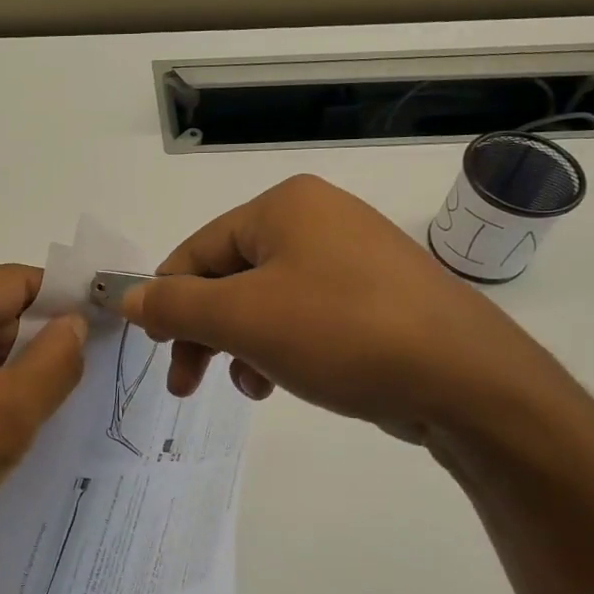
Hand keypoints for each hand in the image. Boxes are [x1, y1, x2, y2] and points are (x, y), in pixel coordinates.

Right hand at [121, 175, 562, 443]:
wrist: (466, 380)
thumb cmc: (340, 333)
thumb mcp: (242, 319)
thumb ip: (174, 305)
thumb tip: (127, 296)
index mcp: (284, 206)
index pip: (197, 250)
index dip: (167, 299)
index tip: (154, 348)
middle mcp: (318, 219)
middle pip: (230, 276)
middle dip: (204, 331)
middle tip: (186, 382)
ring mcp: (353, 257)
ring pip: (266, 301)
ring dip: (242, 345)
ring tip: (249, 386)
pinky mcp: (376, 297)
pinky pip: (306, 316)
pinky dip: (282, 348)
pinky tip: (283, 383)